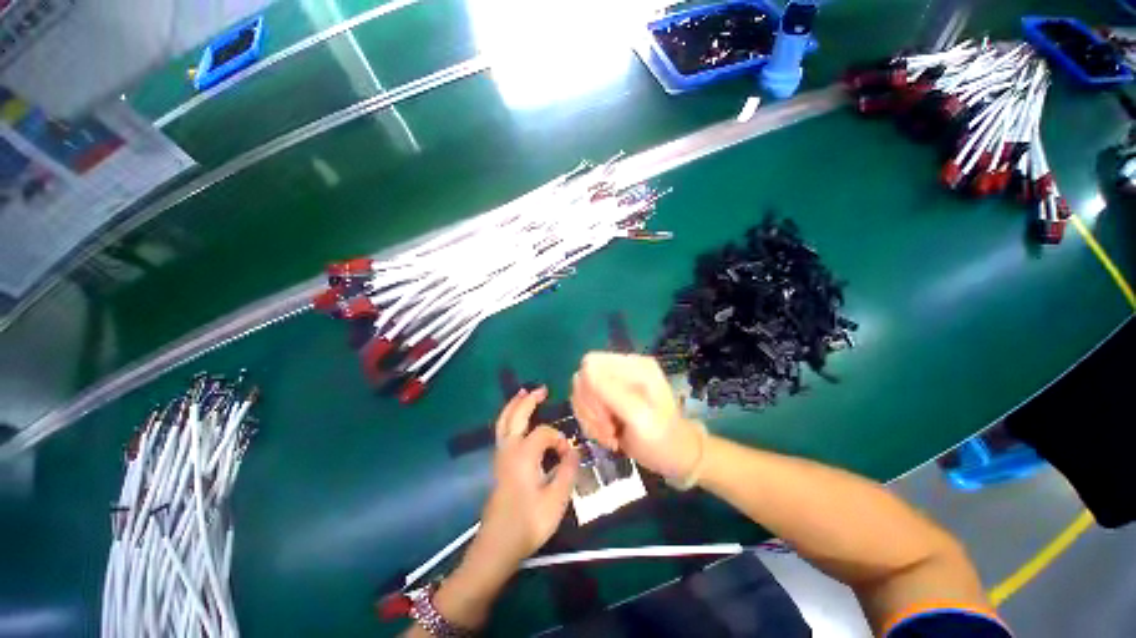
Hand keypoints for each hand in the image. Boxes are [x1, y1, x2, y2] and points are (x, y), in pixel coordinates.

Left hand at [427, 388, 579, 631]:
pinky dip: (509, 417)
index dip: (560, 439)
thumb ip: (567, 470)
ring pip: (504, 421)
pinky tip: (517, 419)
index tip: (569, 456)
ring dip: (515, 405)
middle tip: (542, 389)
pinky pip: (502, 431)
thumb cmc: (529, 523)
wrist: (497, 545)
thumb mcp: (556, 499)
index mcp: (524, 454)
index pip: (544, 432)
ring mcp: (500, 456)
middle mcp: (509, 449)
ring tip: (524, 393)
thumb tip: (574, 450)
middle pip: (517, 415)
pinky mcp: (498, 464)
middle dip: (529, 400)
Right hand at [571, 352, 702, 477]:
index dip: (589, 391)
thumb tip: (584, 371)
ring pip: (580, 393)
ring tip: (610, 435)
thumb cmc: (663, 440)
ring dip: (590, 419)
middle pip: (582, 378)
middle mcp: (622, 369)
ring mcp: (614, 383)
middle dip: (590, 409)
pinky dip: (590, 423)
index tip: (605, 417)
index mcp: (634, 366)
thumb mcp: (641, 418)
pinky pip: (584, 405)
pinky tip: (607, 435)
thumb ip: (613, 392)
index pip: (591, 364)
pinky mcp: (607, 398)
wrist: (674, 457)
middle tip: (609, 430)